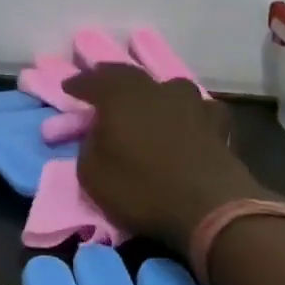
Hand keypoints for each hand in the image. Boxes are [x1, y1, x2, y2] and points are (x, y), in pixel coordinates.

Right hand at [62, 64, 268, 252]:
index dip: (78, 83)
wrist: (210, 209)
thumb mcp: (92, 175)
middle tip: (101, 84)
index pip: (92, 81)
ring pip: (168, 87)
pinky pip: (199, 109)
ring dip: (154, 93)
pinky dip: (189, 113)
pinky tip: (189, 121)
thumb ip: (89, 146)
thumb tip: (97, 134)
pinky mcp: (217, 124)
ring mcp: (190, 103)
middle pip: (129, 75)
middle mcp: (154, 90)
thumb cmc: (142, 189)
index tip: (67, 87)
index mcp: (119, 96)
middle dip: (111, 78)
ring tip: (148, 102)